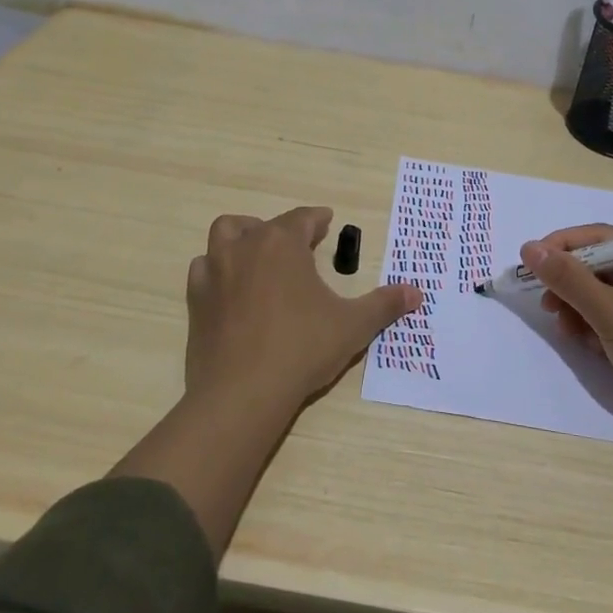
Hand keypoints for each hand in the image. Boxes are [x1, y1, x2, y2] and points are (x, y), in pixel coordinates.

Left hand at [185, 207, 420, 414]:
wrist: (242, 393)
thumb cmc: (302, 349)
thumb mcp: (353, 325)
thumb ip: (384, 304)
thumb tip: (417, 293)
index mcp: (282, 244)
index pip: (302, 218)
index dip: (317, 219)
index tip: (327, 221)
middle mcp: (245, 247)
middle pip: (262, 224)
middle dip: (282, 229)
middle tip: (299, 246)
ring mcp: (215, 272)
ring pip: (224, 236)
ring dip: (242, 239)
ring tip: (259, 257)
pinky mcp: (196, 300)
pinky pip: (204, 270)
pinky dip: (217, 270)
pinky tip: (231, 288)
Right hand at [521, 224, 612, 450]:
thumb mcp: (612, 313)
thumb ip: (569, 279)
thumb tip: (529, 248)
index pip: (603, 237)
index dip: (564, 245)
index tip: (531, 261)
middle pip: (602, 266)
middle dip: (570, 283)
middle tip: (545, 302)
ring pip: (605, 294)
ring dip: (578, 307)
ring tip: (563, 328)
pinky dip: (594, 326)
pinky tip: (584, 343)